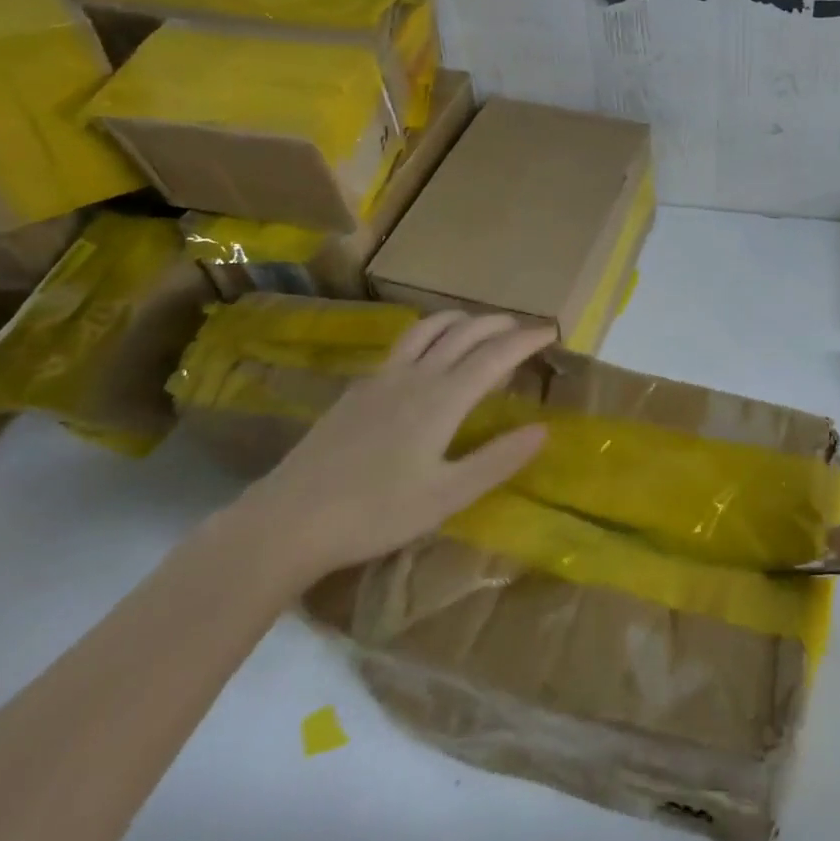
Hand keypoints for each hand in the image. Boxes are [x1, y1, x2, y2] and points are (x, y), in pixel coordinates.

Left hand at [238, 310, 556, 581]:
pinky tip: (427, 354)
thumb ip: (497, 460)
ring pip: (429, 328)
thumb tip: (543, 429)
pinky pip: (404, 343)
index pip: (496, 355)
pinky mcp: (358, 388)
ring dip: (462, 320)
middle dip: (499, 323)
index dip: (526, 339)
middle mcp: (416, 376)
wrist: (288, 520)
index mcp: (442, 399)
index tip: (551, 331)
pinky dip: (430, 333)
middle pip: (464, 332)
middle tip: (523, 328)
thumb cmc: (375, 513)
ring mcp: (382, 378)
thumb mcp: (446, 496)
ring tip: (479, 326)